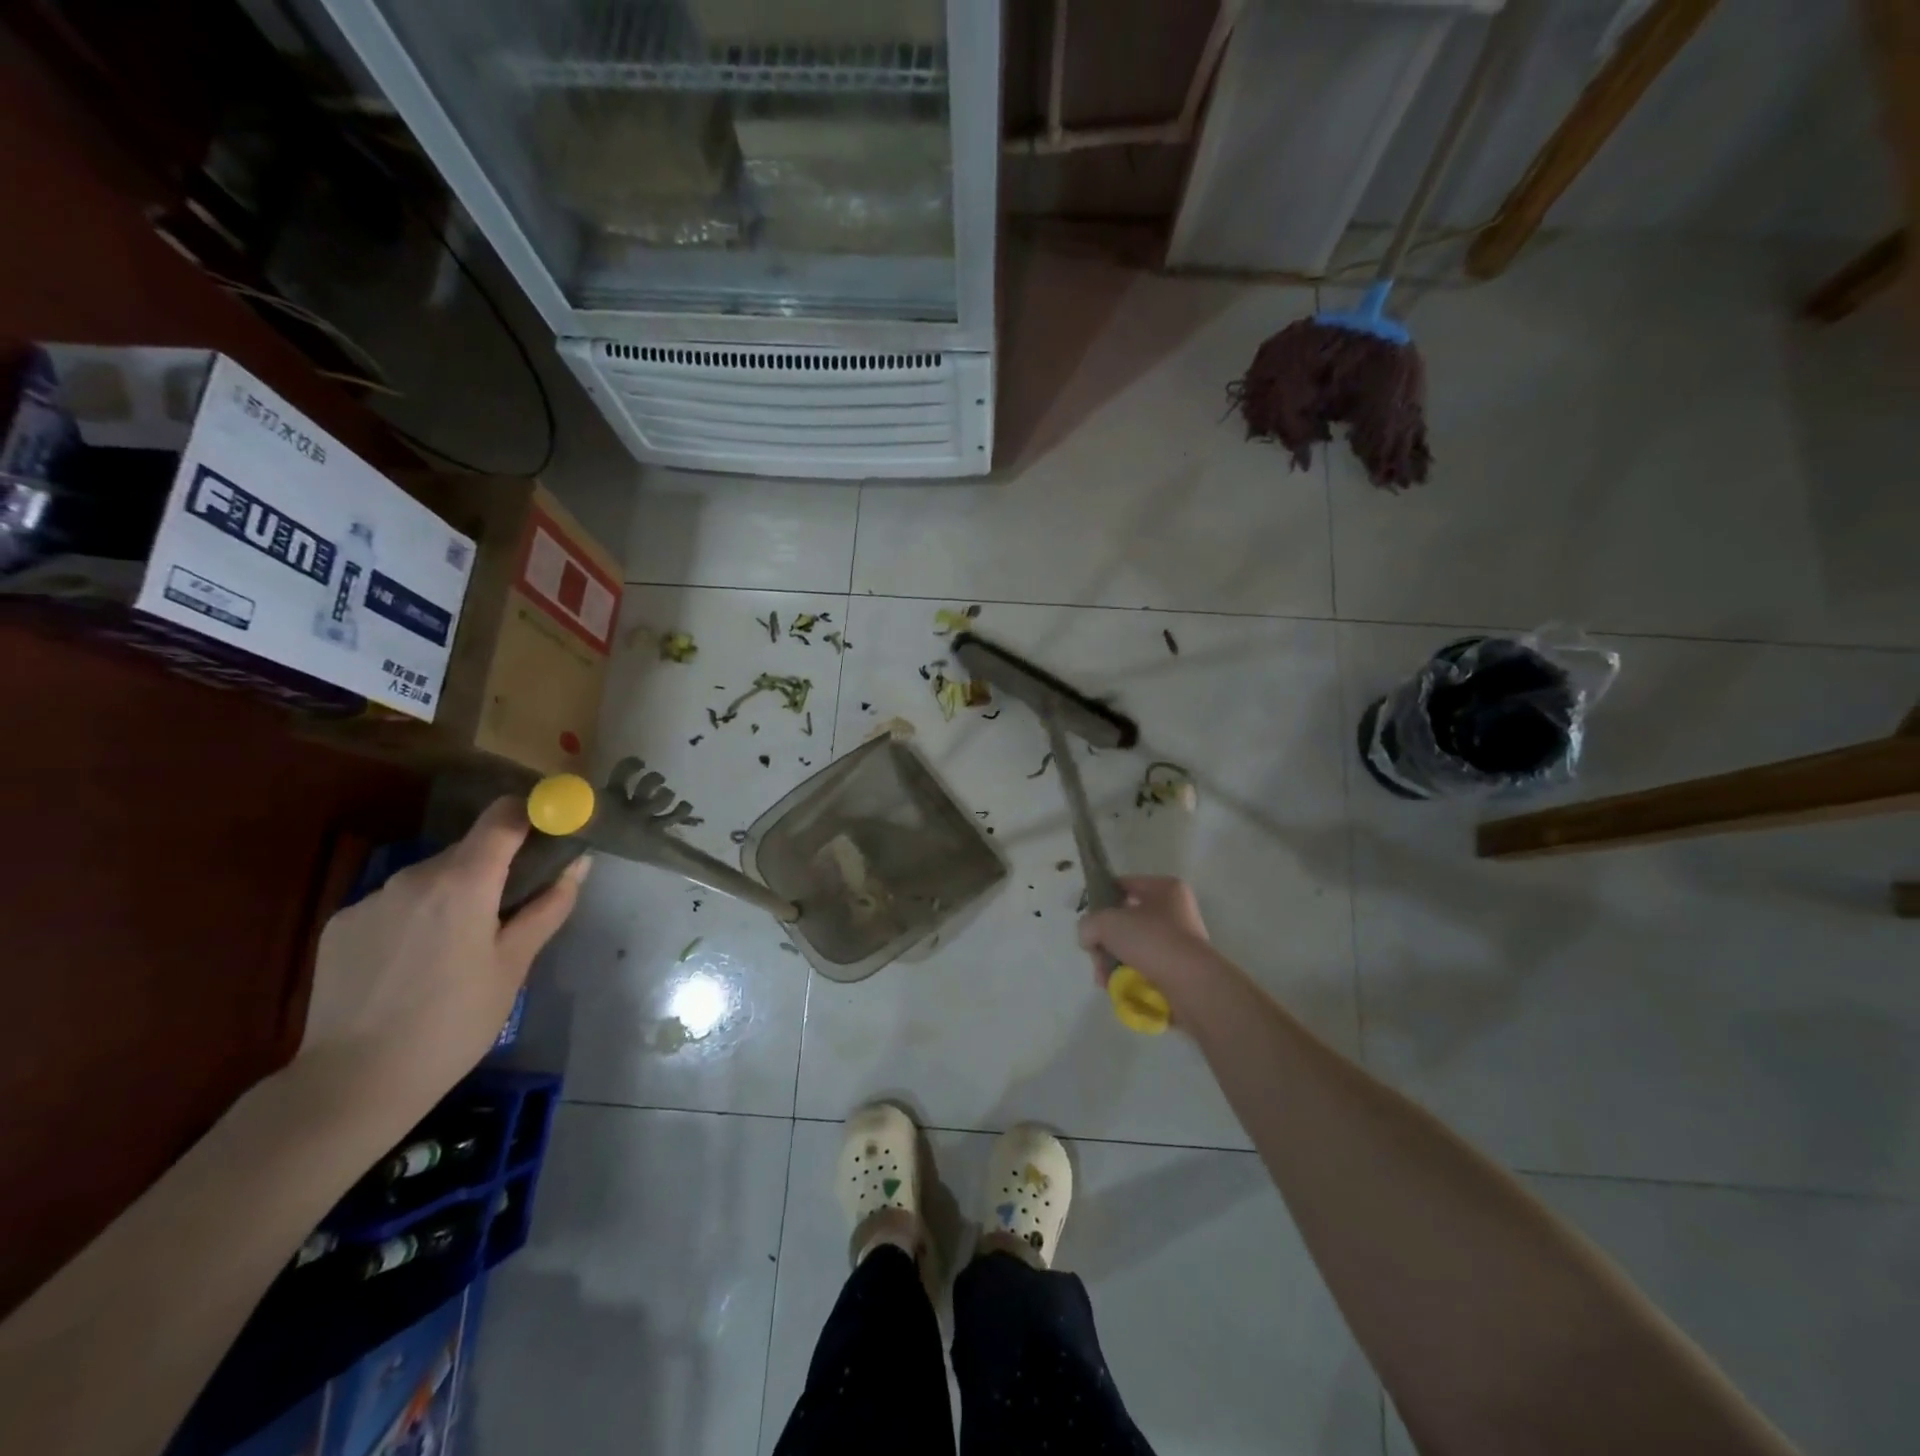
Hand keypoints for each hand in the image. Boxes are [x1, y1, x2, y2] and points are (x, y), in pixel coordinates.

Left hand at [298, 797, 587, 1118]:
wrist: (354, 1083)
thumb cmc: (454, 1023)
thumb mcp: (514, 965)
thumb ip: (549, 906)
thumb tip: (579, 863)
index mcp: (464, 882)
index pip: (503, 816)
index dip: (531, 814)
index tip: (550, 832)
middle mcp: (413, 877)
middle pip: (468, 850)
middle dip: (494, 869)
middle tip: (509, 912)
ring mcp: (370, 899)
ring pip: (430, 879)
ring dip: (453, 895)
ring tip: (456, 950)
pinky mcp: (339, 924)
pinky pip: (394, 903)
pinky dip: (414, 918)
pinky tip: (411, 966)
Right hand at [1076, 876, 1215, 995]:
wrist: (1191, 985)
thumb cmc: (1151, 941)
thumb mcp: (1107, 923)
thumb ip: (1088, 924)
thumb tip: (1089, 938)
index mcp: (1164, 888)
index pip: (1123, 884)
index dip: (1100, 897)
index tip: (1087, 918)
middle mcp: (1175, 910)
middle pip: (1125, 920)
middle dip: (1104, 941)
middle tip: (1095, 956)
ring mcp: (1178, 941)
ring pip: (1132, 946)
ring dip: (1113, 961)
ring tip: (1104, 979)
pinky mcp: (1179, 968)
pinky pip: (1144, 966)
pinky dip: (1128, 975)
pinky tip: (1117, 987)